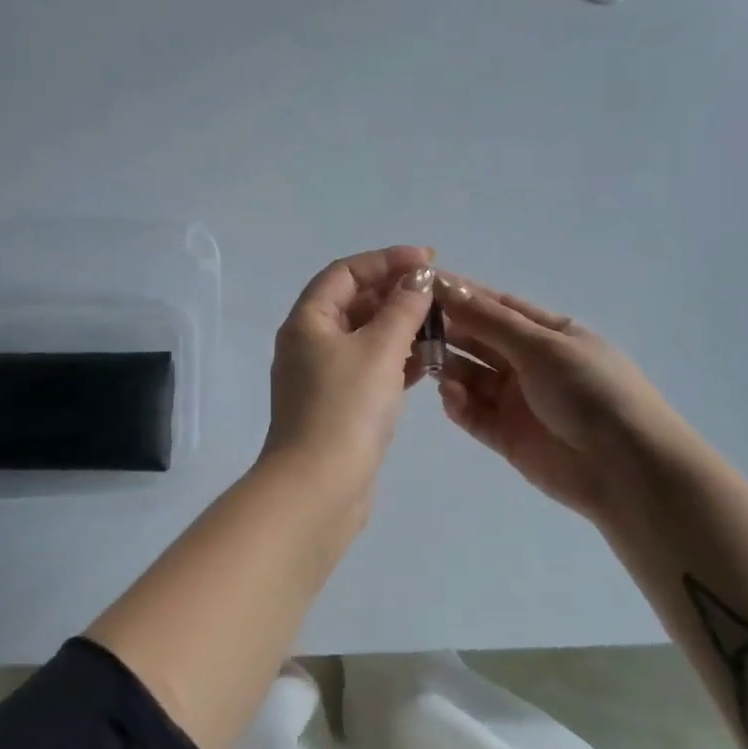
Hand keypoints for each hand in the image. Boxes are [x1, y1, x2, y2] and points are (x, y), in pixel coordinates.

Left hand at [260, 246, 437, 513]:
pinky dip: (396, 361)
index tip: (427, 261)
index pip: (345, 272)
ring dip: (399, 328)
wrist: (319, 488)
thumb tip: (417, 279)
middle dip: (395, 295)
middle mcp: (308, 344)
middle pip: (353, 303)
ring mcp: (321, 378)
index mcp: (307, 321)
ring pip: (364, 338)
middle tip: (437, 296)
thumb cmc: (346, 408)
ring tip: (440, 327)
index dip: (386, 260)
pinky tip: (427, 364)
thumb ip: (402, 308)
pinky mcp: (337, 406)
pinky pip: (369, 369)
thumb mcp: (380, 349)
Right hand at [435, 274, 702, 525]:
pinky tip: (449, 396)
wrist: (627, 470)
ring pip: (472, 376)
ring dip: (449, 367)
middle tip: (409, 327)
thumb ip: (488, 319)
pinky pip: (474, 414)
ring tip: (422, 361)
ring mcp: (518, 401)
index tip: (421, 285)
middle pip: (480, 340)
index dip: (461, 295)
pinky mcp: (507, 436)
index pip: (496, 306)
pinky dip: (458, 404)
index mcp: (549, 333)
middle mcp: (531, 363)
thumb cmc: (589, 392)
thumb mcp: (541, 346)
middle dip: (448, 331)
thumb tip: (443, 284)